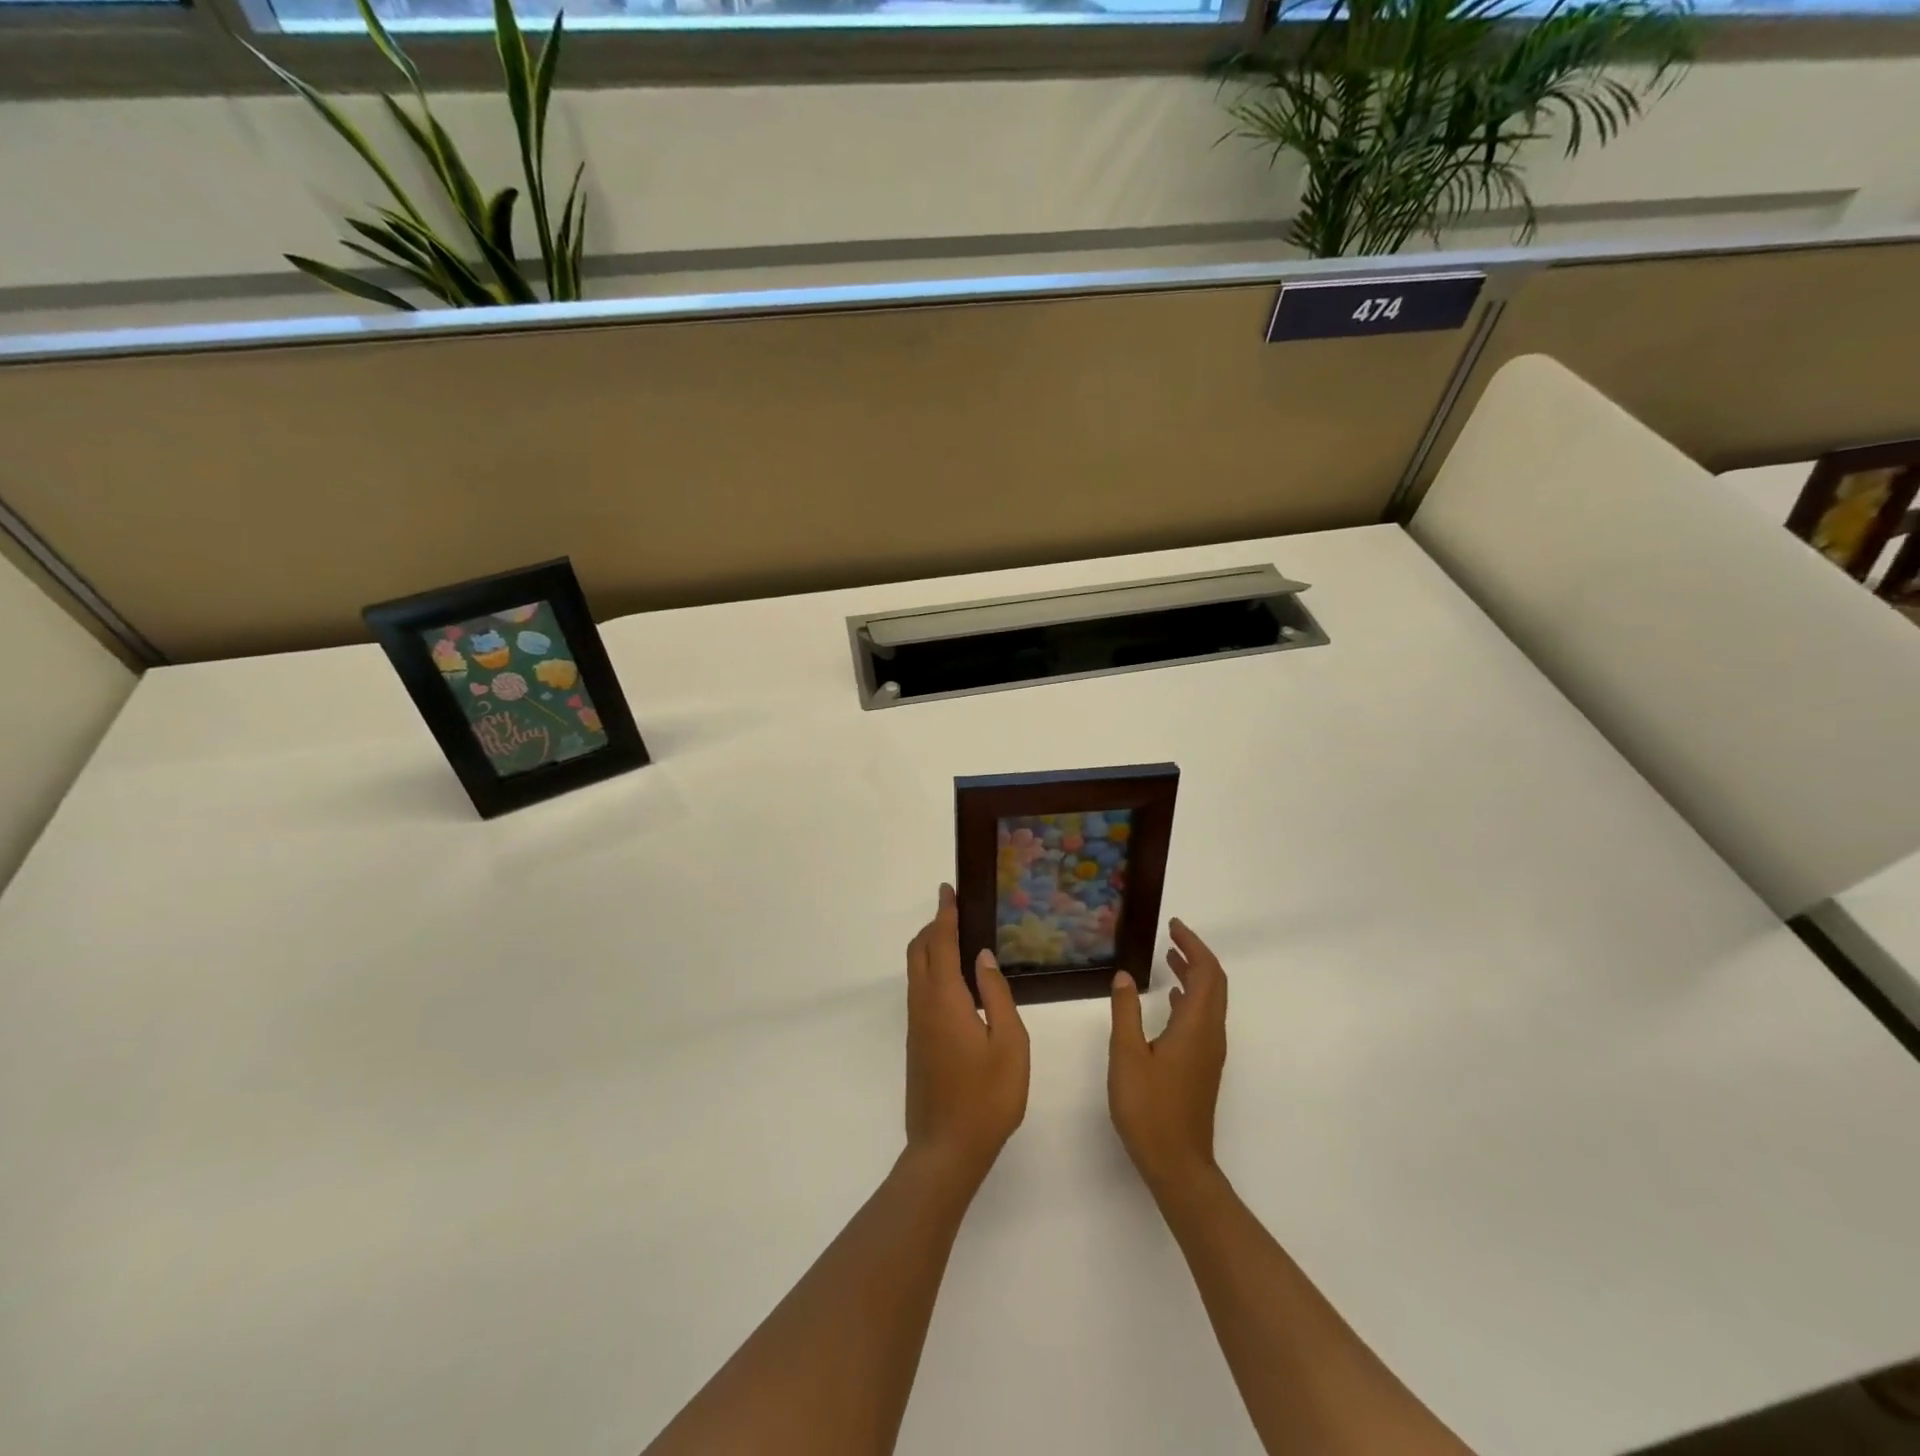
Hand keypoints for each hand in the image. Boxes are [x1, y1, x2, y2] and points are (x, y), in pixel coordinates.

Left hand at [905, 884, 1029, 1189]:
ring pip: (916, 972)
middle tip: (955, 912)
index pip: (941, 944)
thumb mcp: (1009, 1044)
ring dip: (930, 948)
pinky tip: (954, 982)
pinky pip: (919, 990)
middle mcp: (923, 1006)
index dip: (945, 915)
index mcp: (945, 1000)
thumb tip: (983, 957)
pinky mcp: (916, 1043)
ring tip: (957, 939)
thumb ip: (997, 995)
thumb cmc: (987, 1098)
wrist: (945, 1150)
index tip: (948, 890)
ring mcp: (916, 1026)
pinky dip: (931, 970)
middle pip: (919, 952)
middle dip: (933, 926)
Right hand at [1108, 919, 1227, 1198]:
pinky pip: (1203, 1019)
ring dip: (1194, 976)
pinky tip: (1171, 1000)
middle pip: (1215, 984)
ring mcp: (1209, 1053)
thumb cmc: (1149, 1108)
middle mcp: (1211, 1035)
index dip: (1193, 945)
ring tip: (1170, 959)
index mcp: (1197, 1026)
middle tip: (1172, 936)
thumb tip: (1125, 976)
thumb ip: (1126, 1012)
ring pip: (1211, 1002)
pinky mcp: (1202, 1067)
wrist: (1177, 1164)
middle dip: (1196, 955)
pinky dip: (1190, 998)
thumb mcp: (1127, 1055)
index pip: (1207, 973)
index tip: (1174, 926)